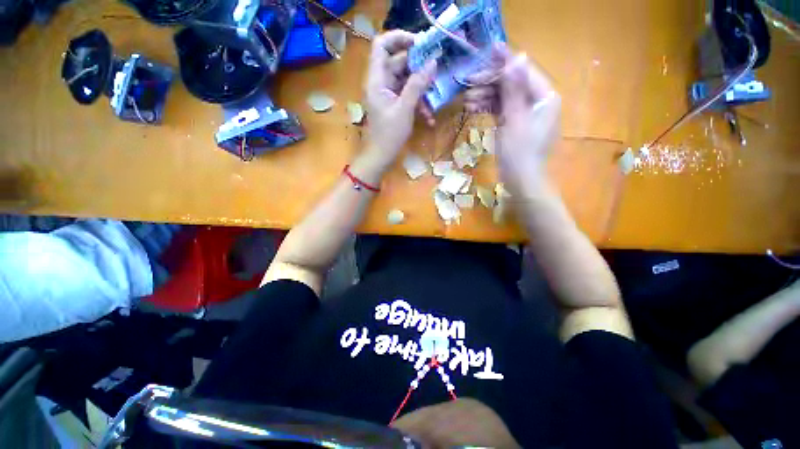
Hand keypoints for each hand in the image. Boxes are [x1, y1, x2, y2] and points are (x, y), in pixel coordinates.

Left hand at [362, 31, 436, 168]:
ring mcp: (387, 94)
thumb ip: (418, 85)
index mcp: (377, 80)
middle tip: (436, 68)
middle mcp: (380, 83)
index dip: (399, 38)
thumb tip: (433, 62)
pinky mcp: (393, 105)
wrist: (380, 157)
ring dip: (421, 89)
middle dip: (418, 66)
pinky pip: (406, 95)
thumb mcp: (405, 109)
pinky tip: (429, 117)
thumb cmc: (389, 135)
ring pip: (405, 80)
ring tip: (434, 98)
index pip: (382, 45)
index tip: (420, 43)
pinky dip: (418, 103)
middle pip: (398, 62)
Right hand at [464, 44, 560, 196]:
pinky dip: (489, 108)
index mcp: (545, 97)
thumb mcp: (515, 120)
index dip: (506, 60)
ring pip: (505, 97)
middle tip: (469, 81)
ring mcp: (527, 114)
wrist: (521, 181)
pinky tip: (474, 107)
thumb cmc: (520, 153)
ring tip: (467, 99)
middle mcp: (538, 101)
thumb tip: (516, 59)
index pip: (524, 70)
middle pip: (513, 83)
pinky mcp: (516, 125)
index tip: (489, 49)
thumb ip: (514, 90)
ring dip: (486, 96)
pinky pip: (502, 110)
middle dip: (491, 82)